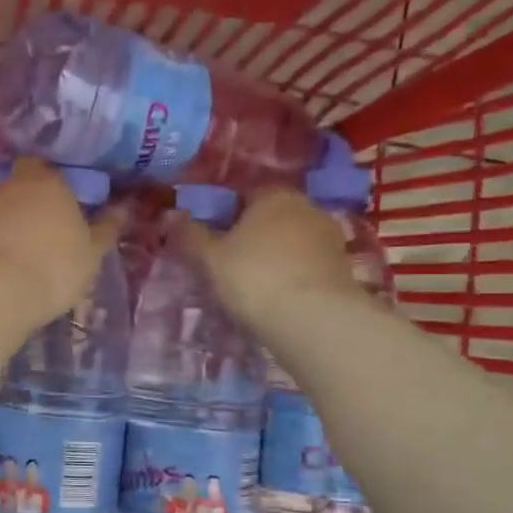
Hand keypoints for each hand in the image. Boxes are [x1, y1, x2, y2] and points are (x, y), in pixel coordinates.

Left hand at [0, 158, 123, 361]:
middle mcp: (13, 185)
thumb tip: (122, 209)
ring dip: (15, 221)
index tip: (66, 201)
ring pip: (5, 207)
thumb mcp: (92, 252)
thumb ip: (106, 229)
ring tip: (30, 246)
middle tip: (51, 225)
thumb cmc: (55, 265)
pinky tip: (9, 259)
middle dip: (34, 200)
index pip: (48, 167)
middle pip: (24, 185)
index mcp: (48, 180)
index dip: (55, 182)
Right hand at [174, 186, 357, 331]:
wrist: (313, 318)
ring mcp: (330, 237)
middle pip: (272, 217)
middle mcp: (307, 207)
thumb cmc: (254, 275)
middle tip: (229, 263)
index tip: (213, 239)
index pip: (246, 194)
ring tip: (253, 284)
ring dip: (275, 256)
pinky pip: (307, 265)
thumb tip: (170, 217)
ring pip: (292, 242)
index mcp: (274, 194)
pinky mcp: (343, 268)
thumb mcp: (211, 258)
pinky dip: (293, 275)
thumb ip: (190, 236)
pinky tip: (277, 297)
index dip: (227, 214)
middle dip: (253, 235)